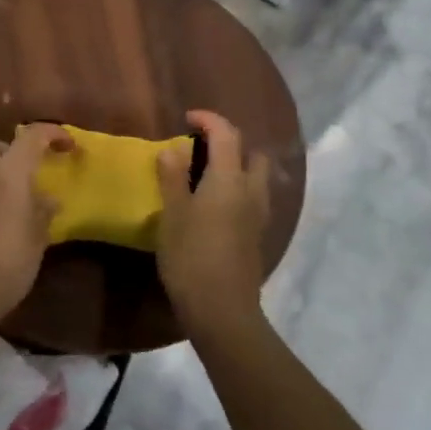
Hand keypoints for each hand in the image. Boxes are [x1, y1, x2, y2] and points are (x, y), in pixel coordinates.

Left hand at [0, 123, 69, 327]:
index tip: (68, 146)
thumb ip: (43, 212)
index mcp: (8, 173)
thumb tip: (48, 199)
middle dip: (12, 151)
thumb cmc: (7, 263)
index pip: (32, 137)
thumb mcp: (37, 239)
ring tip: (11, 196)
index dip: (53, 134)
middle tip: (29, 172)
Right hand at [156, 110, 269, 339]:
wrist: (222, 310)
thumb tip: (173, 150)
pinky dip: (237, 190)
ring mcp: (258, 216)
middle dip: (230, 143)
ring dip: (236, 167)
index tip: (188, 119)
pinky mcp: (256, 236)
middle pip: (251, 153)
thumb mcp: (173, 215)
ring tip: (206, 176)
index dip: (209, 120)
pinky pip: (252, 198)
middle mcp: (250, 191)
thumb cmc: (191, 257)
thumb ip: (173, 179)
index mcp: (229, 179)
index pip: (226, 134)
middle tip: (201, 149)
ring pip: (255, 177)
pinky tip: (214, 206)